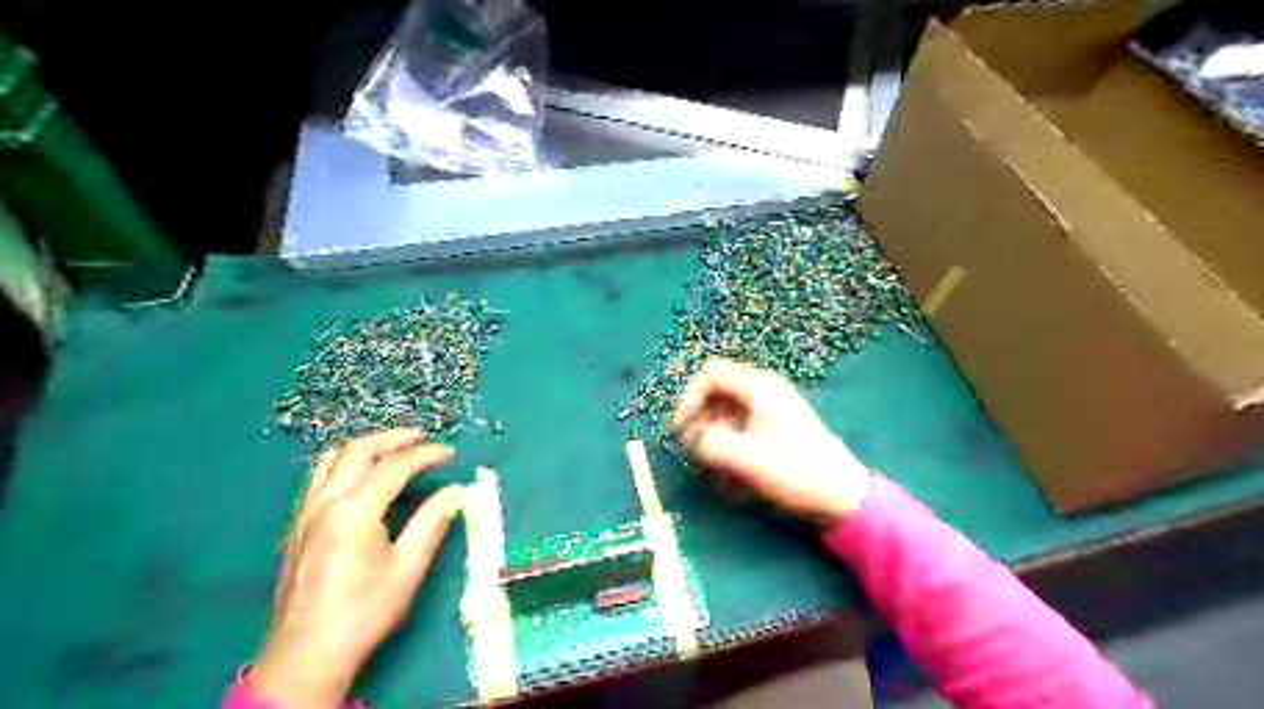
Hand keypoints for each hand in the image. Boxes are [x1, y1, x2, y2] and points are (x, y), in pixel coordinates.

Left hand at [251, 425, 462, 707]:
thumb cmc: (363, 613)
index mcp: (354, 512)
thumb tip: (455, 491)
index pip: (393, 466)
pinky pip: (318, 476)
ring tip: (393, 447)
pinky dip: (344, 462)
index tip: (450, 453)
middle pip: (358, 451)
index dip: (425, 454)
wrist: (305, 656)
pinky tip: (360, 475)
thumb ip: (431, 523)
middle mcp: (324, 503)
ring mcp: (304, 512)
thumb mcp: (407, 569)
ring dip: (365, 445)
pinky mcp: (295, 525)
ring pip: (331, 458)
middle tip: (422, 437)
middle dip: (393, 438)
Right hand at [672, 360, 869, 524]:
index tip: (681, 428)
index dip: (689, 397)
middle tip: (691, 447)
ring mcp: (769, 408)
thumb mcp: (745, 457)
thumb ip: (709, 443)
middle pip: (716, 390)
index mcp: (759, 386)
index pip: (711, 373)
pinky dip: (726, 441)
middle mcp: (763, 390)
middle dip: (699, 416)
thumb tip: (692, 438)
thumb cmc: (794, 469)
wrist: (840, 493)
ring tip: (707, 461)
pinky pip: (739, 425)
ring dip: (710, 431)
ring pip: (726, 409)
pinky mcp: (773, 427)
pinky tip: (725, 467)